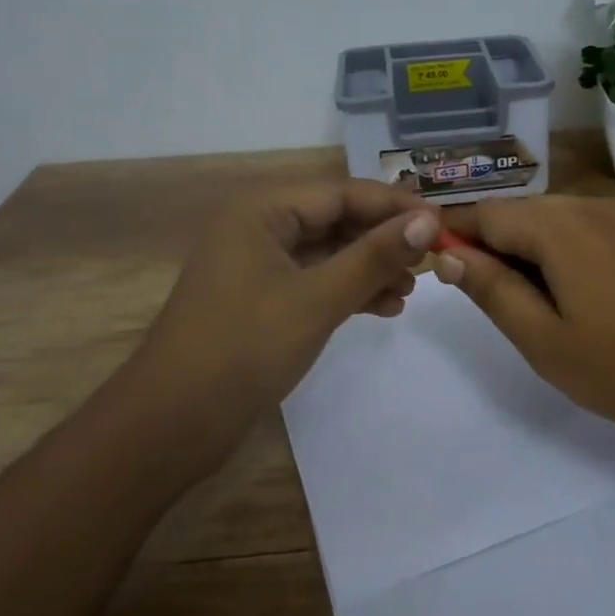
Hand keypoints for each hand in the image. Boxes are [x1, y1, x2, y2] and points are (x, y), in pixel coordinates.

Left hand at [129, 179, 435, 468]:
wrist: (172, 423)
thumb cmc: (245, 347)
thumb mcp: (318, 299)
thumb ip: (374, 257)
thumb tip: (428, 222)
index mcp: (262, 209)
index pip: (342, 192)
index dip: (394, 206)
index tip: (441, 222)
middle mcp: (259, 225)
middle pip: (336, 219)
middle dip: (383, 240)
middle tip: (431, 260)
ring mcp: (258, 263)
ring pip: (328, 252)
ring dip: (370, 268)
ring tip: (411, 291)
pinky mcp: (262, 298)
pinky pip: (315, 280)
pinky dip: (348, 291)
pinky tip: (384, 308)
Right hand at [436, 196, 614, 465]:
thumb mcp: (544, 340)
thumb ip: (491, 289)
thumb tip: (448, 252)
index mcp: (558, 225)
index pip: (485, 213)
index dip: (452, 233)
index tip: (429, 261)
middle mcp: (590, 205)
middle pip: (520, 214)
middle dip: (491, 245)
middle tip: (482, 298)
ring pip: (554, 223)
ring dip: (528, 252)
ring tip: (527, 305)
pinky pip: (588, 232)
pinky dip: (563, 255)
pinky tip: (573, 297)